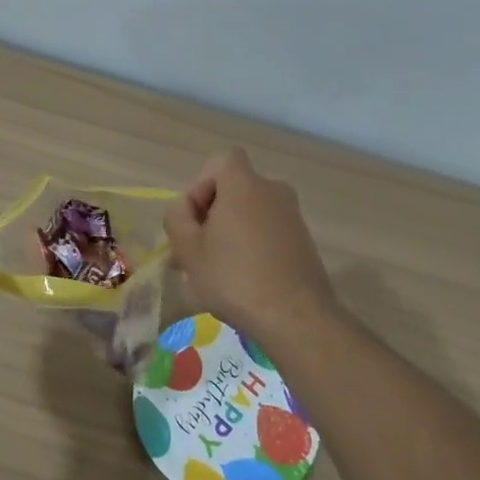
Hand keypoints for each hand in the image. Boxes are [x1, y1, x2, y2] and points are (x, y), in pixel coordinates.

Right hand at [163, 148, 337, 341]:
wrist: (295, 317)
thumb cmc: (234, 278)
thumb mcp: (189, 250)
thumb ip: (177, 218)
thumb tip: (184, 209)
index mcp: (245, 185)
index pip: (221, 161)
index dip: (201, 184)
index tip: (193, 219)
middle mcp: (272, 192)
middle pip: (232, 191)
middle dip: (207, 218)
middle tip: (190, 255)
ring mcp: (292, 217)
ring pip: (247, 216)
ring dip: (225, 238)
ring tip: (207, 277)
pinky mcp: (302, 242)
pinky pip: (265, 234)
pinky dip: (248, 249)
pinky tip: (237, 284)